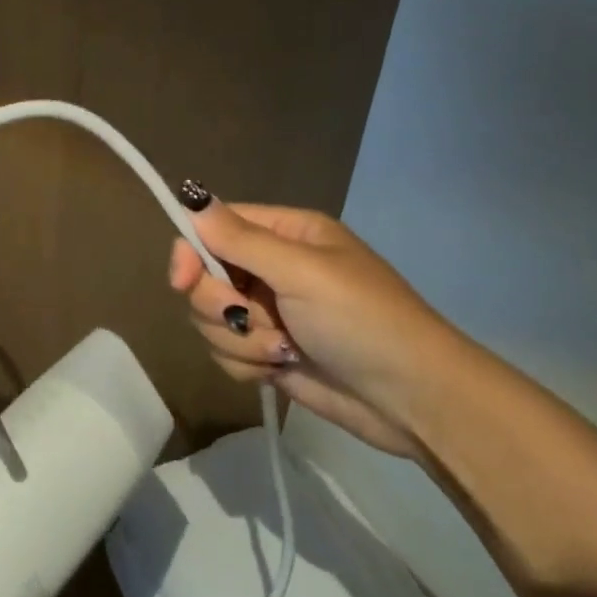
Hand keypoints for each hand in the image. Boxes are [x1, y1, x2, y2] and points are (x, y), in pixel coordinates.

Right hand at [167, 190, 465, 458]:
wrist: (414, 400)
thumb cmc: (363, 320)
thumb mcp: (303, 272)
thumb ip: (241, 239)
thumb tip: (191, 196)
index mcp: (285, 234)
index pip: (214, 228)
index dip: (191, 252)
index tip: (182, 280)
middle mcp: (271, 268)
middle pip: (205, 277)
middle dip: (222, 306)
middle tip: (253, 319)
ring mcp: (269, 313)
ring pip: (211, 319)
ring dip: (241, 340)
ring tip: (283, 350)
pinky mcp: (268, 352)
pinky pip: (226, 352)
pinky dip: (248, 364)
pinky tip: (281, 369)